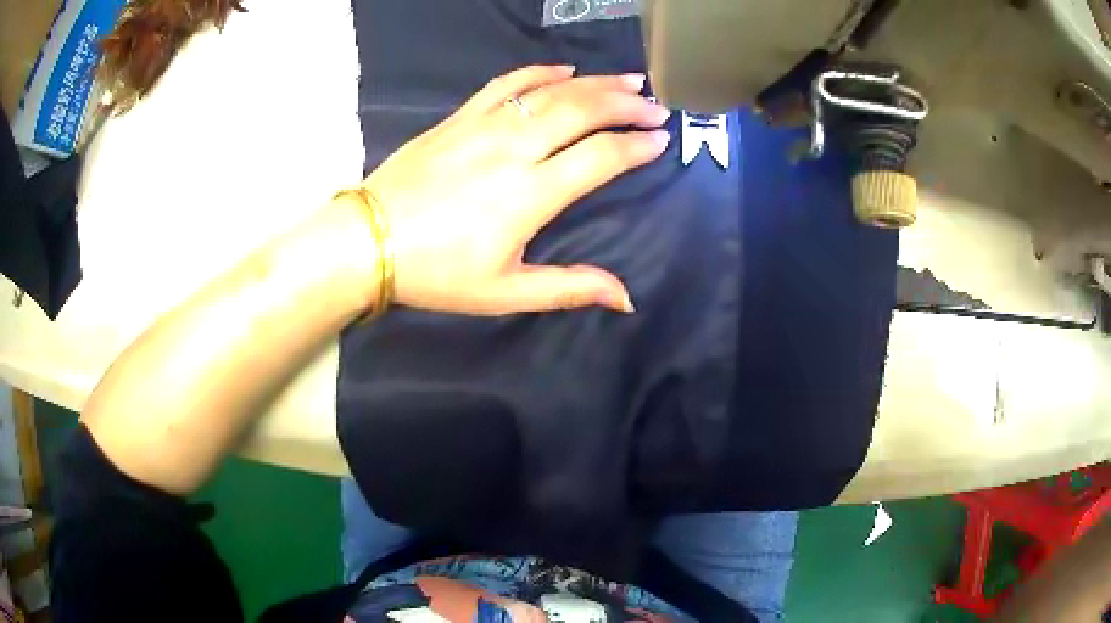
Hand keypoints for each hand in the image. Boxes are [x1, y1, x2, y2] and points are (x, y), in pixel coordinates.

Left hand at [363, 65, 671, 315]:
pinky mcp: (461, 117)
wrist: (368, 240)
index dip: (637, 146)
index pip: (601, 157)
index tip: (661, 140)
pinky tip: (564, 69)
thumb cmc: (437, 272)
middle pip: (583, 112)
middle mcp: (515, 148)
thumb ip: (569, 288)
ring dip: (595, 83)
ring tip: (629, 82)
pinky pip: (508, 84)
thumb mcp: (505, 292)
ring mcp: (485, 125)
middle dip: (626, 106)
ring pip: (552, 91)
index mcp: (531, 194)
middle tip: (655, 105)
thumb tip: (626, 297)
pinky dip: (540, 72)